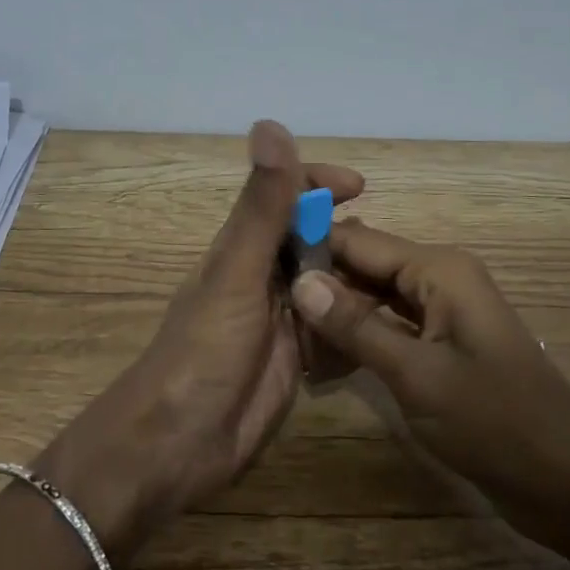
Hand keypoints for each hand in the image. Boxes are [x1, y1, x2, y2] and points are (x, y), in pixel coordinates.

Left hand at [40, 121, 362, 563]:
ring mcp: (280, 320)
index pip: (282, 197)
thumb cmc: (203, 351)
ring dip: (356, 287)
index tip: (359, 187)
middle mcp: (262, 277)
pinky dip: (352, 330)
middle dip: (349, 241)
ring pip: (328, 286)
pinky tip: (375, 338)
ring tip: (391, 298)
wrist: (179, 445)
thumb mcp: (237, 272)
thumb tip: (270, 124)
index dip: (317, 183)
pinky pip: (333, 332)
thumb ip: (261, 206)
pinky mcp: (295, 360)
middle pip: (312, 242)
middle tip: (389, 257)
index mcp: (243, 248)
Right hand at [289, 221, 569, 536]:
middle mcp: (439, 278)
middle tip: (267, 313)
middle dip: (319, 285)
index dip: (310, 246)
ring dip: (335, 316)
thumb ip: (355, 326)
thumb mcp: (417, 375)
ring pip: (373, 298)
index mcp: (439, 268)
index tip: (259, 265)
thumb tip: (300, 280)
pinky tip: (322, 362)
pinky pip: (390, 327)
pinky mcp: (443, 346)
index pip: (358, 239)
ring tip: (286, 340)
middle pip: (364, 266)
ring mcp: (442, 313)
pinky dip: (359, 339)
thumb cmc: (497, 423)